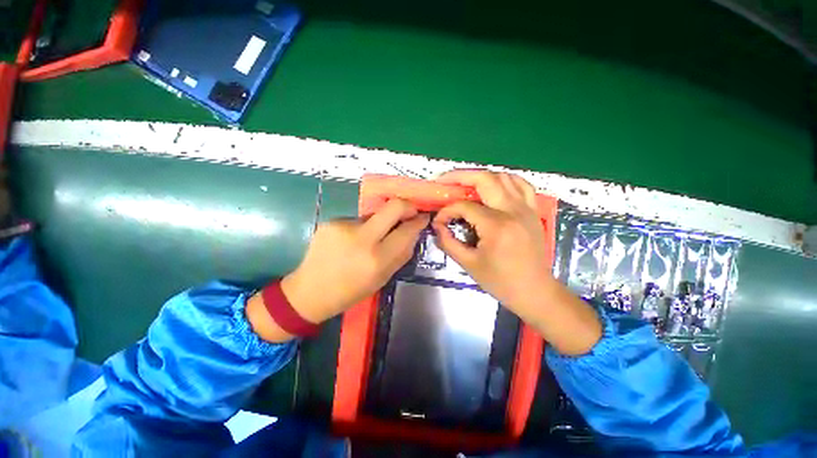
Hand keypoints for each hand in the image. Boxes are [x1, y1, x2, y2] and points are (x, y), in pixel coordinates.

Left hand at [248, 199, 428, 341]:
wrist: (310, 292)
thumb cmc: (351, 291)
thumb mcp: (383, 278)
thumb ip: (401, 254)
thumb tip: (414, 232)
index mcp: (378, 259)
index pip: (407, 230)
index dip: (419, 220)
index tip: (423, 216)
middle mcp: (362, 239)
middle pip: (394, 205)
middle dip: (407, 205)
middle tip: (408, 212)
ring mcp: (344, 227)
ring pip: (375, 213)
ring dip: (380, 222)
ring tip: (369, 238)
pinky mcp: (331, 221)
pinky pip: (357, 219)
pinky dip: (361, 228)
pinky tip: (350, 241)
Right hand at [432, 170, 548, 313]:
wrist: (535, 291)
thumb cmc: (500, 281)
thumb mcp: (468, 264)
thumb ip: (448, 242)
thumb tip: (437, 225)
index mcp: (496, 226)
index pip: (464, 206)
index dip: (447, 211)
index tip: (439, 221)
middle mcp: (513, 210)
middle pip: (485, 179)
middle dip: (460, 177)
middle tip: (444, 181)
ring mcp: (527, 208)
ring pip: (503, 176)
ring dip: (481, 177)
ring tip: (465, 185)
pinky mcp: (534, 211)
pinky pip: (521, 185)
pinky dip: (504, 180)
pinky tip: (493, 187)